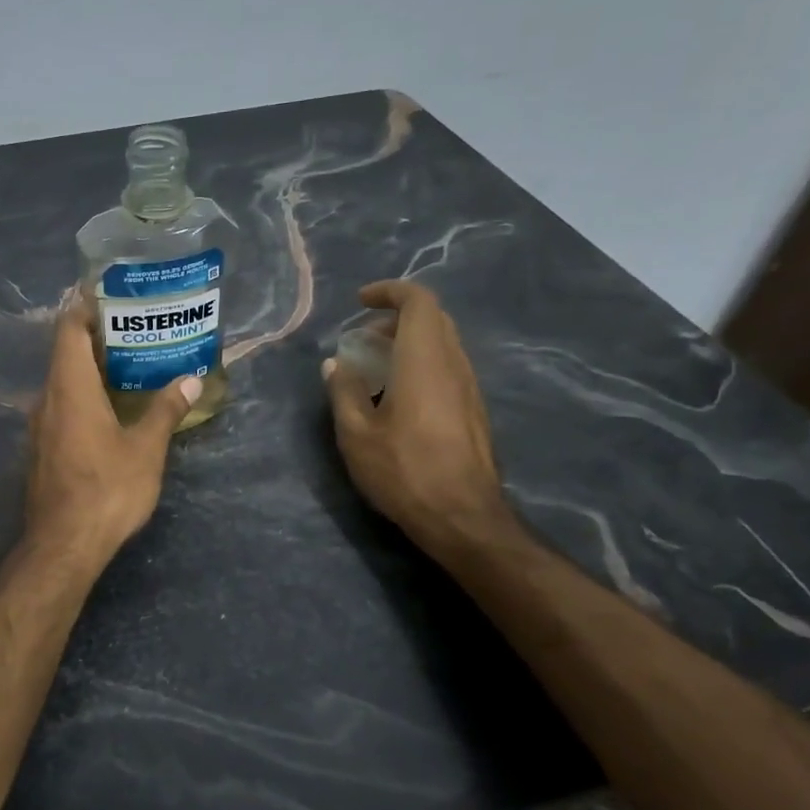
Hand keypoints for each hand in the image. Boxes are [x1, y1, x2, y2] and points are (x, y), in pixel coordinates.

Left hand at [24, 298, 201, 562]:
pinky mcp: (41, 449)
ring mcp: (40, 426)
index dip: (86, 308)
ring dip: (91, 370)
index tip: (114, 298)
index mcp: (70, 387)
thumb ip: (165, 410)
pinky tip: (111, 409)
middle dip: (98, 338)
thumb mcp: (146, 449)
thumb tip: (190, 379)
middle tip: (137, 331)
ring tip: (130, 367)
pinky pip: (61, 407)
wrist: (63, 545)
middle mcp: (47, 399)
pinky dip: (84, 396)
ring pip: (63, 382)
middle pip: (65, 353)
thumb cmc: (107, 489)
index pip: (69, 329)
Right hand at [322, 279, 514, 552]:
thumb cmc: (404, 471)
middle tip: (364, 338)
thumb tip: (336, 364)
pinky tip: (398, 397)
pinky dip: (421, 364)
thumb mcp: (356, 434)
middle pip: (433, 318)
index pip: (419, 301)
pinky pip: (448, 367)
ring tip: (375, 367)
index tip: (360, 302)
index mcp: (425, 360)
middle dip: (396, 317)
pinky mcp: (474, 410)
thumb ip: (344, 391)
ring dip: (409, 342)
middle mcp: (453, 364)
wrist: (463, 517)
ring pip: (443, 343)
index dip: (390, 292)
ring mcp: (469, 388)